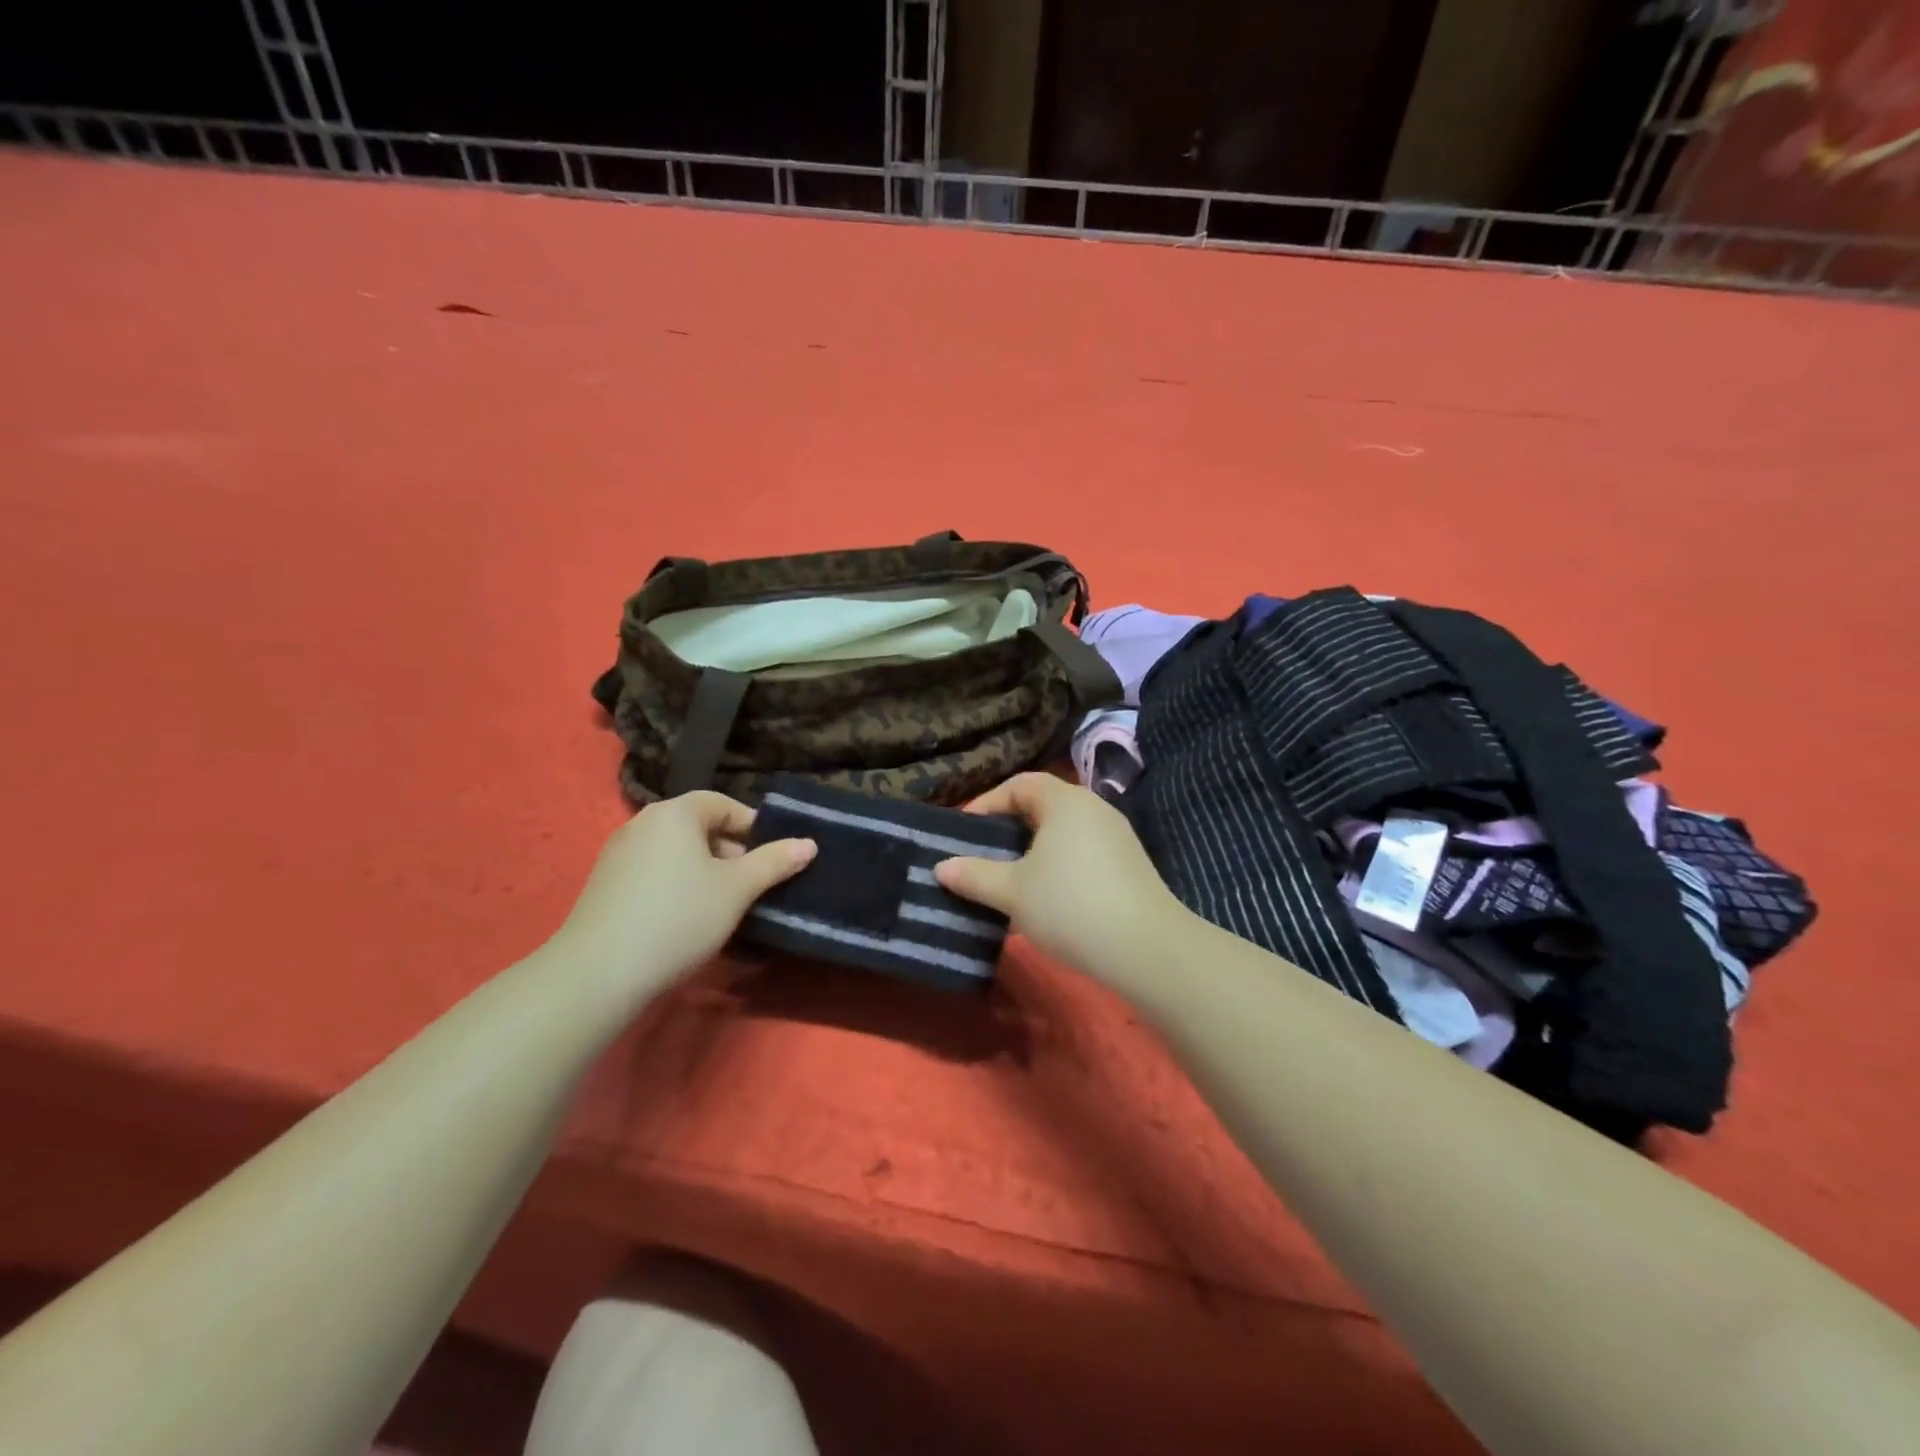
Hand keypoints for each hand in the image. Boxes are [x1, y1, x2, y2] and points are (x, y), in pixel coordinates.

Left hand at [552, 792, 815, 997]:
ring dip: (706, 873)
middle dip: (731, 853)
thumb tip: (809, 843)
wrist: (598, 973)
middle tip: (752, 887)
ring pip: (677, 853)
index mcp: (675, 812)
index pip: (723, 804)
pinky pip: (655, 873)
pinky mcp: (605, 884)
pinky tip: (687, 920)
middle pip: (699, 827)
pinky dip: (678, 886)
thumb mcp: (737, 890)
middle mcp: (643, 823)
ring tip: (725, 907)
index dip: (753, 828)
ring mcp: (618, 853)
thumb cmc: (679, 918)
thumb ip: (775, 862)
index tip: (773, 858)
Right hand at [934, 773, 1187, 990]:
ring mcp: (1117, 837)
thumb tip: (941, 867)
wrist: (1148, 949)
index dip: (987, 803)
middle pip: (1043, 807)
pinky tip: (1046, 902)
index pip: (1020, 784)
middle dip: (1009, 830)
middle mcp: (1094, 809)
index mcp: (1065, 801)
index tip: (965, 833)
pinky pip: (1083, 854)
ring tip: (1009, 883)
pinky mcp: (1130, 866)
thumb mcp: (1012, 892)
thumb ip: (974, 875)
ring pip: (1063, 834)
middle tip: (983, 857)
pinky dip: (1058, 868)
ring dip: (1033, 854)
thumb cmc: (1070, 906)